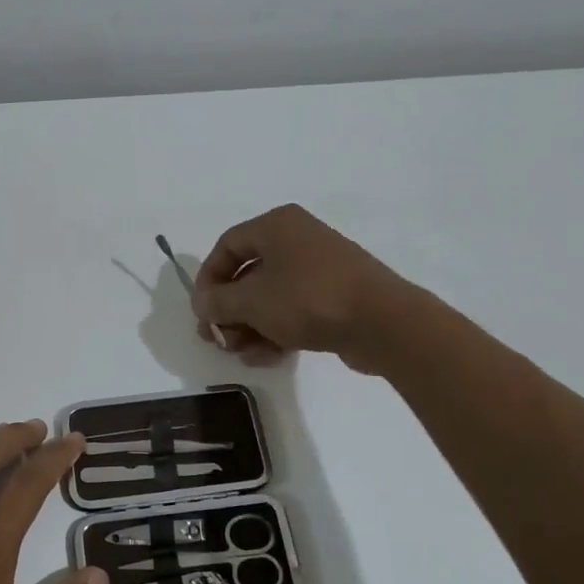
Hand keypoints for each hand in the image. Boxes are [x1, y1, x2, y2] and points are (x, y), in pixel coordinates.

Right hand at [190, 204, 418, 371]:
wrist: (382, 323)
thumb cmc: (308, 300)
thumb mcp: (251, 301)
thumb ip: (217, 302)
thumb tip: (201, 303)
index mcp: (276, 226)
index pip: (227, 246)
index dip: (208, 279)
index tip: (202, 311)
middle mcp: (297, 240)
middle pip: (248, 274)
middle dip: (229, 311)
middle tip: (217, 339)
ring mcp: (319, 269)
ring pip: (270, 297)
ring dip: (250, 327)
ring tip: (242, 354)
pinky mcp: (335, 297)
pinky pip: (294, 310)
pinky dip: (276, 331)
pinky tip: (266, 357)